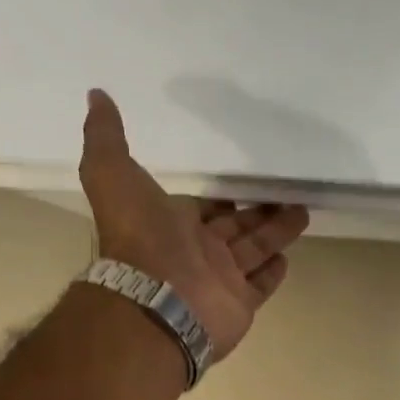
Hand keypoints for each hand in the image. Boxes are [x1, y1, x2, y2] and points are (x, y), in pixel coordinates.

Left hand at [78, 89, 308, 360]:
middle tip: (286, 189)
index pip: (204, 205)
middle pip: (235, 226)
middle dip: (258, 210)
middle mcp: (197, 251)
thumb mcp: (111, 174)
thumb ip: (106, 137)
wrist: (155, 301)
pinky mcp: (240, 304)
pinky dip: (273, 272)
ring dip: (276, 232)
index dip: (222, 194)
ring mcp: (220, 280)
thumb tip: (96, 95)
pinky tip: (288, 255)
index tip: (243, 178)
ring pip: (254, 250)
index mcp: (171, 223)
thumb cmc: (139, 237)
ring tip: (302, 210)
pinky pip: (260, 284)